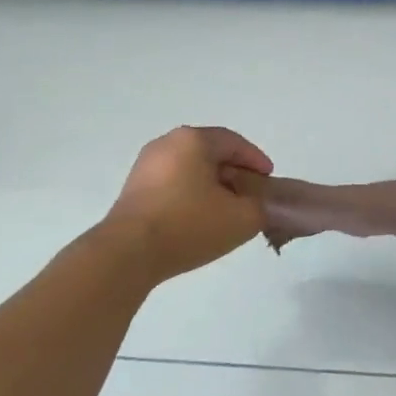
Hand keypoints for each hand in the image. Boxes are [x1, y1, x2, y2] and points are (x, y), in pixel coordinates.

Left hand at [105, 126, 273, 283]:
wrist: (127, 255)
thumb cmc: (189, 225)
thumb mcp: (243, 218)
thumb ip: (261, 206)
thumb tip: (255, 205)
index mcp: (194, 140)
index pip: (234, 143)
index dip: (256, 161)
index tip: (268, 180)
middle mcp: (167, 144)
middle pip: (210, 153)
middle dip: (234, 173)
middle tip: (249, 194)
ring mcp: (145, 166)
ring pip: (190, 169)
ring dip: (211, 185)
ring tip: (225, 210)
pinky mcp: (132, 189)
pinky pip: (172, 184)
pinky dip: (190, 195)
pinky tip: (198, 219)